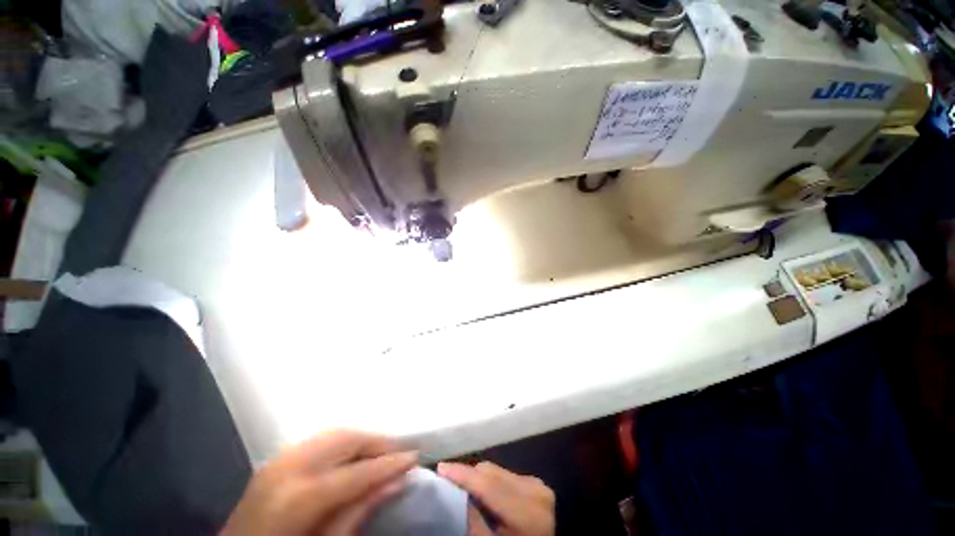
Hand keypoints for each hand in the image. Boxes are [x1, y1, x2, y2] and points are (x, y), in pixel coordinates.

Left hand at [221, 430, 416, 535]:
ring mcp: (279, 458)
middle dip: (378, 443)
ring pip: (335, 432)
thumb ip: (359, 512)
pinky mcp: (276, 458)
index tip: (415, 456)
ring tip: (380, 453)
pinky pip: (319, 439)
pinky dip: (342, 442)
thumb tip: (396, 482)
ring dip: (362, 440)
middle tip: (399, 453)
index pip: (358, 471)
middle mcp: (289, 467)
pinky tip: (352, 455)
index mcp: (300, 497)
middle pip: (347, 439)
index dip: (390, 462)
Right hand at [438, 461, 555, 535]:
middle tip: (450, 482)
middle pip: (491, 472)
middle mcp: (532, 490)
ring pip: (498, 470)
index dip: (462, 474)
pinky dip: (494, 481)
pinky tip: (487, 493)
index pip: (487, 484)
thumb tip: (456, 491)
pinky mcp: (537, 483)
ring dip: (481, 478)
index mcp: (525, 511)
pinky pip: (508, 474)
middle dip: (469, 476)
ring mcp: (537, 484)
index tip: (441, 468)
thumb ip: (473, 520)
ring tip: (467, 488)